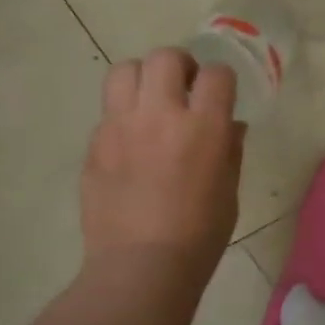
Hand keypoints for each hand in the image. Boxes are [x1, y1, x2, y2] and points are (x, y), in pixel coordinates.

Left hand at [81, 48, 243, 279]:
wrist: (141, 266)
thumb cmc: (199, 234)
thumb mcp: (229, 191)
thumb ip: (230, 150)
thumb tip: (230, 125)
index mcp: (203, 127)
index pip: (216, 74)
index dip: (221, 80)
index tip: (220, 95)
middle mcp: (160, 115)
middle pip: (165, 57)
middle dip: (180, 66)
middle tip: (184, 88)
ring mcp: (120, 127)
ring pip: (124, 70)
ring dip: (142, 79)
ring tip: (150, 102)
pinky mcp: (94, 146)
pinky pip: (107, 113)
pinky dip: (122, 117)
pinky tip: (131, 145)